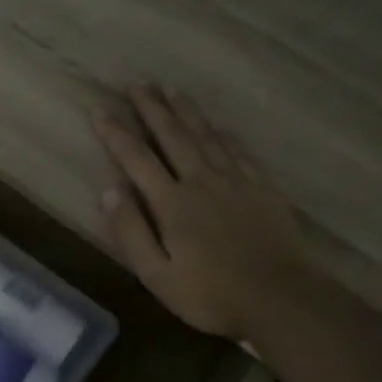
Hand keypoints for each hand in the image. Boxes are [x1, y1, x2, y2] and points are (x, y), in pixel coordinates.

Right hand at [92, 85, 312, 341]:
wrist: (281, 298)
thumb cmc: (211, 294)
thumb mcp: (157, 275)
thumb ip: (131, 232)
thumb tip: (109, 190)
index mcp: (172, 203)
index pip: (137, 159)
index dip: (116, 133)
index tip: (100, 108)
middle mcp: (201, 182)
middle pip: (173, 136)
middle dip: (152, 109)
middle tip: (138, 83)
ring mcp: (236, 182)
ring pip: (206, 136)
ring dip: (186, 112)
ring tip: (172, 90)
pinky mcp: (262, 189)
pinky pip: (238, 151)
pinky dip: (223, 134)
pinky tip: (218, 126)